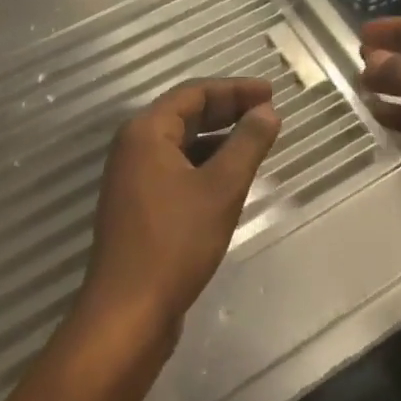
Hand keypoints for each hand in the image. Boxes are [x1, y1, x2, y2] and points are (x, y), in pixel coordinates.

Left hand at [78, 79, 280, 347]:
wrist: (128, 311)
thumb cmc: (176, 242)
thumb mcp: (221, 188)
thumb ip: (247, 144)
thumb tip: (268, 112)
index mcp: (146, 133)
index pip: (193, 93)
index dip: (235, 89)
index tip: (271, 92)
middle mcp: (134, 148)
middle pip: (185, 115)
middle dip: (228, 110)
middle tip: (268, 112)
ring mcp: (133, 179)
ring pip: (182, 144)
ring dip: (219, 138)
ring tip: (257, 142)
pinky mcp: (139, 206)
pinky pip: (176, 169)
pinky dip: (206, 164)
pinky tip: (231, 177)